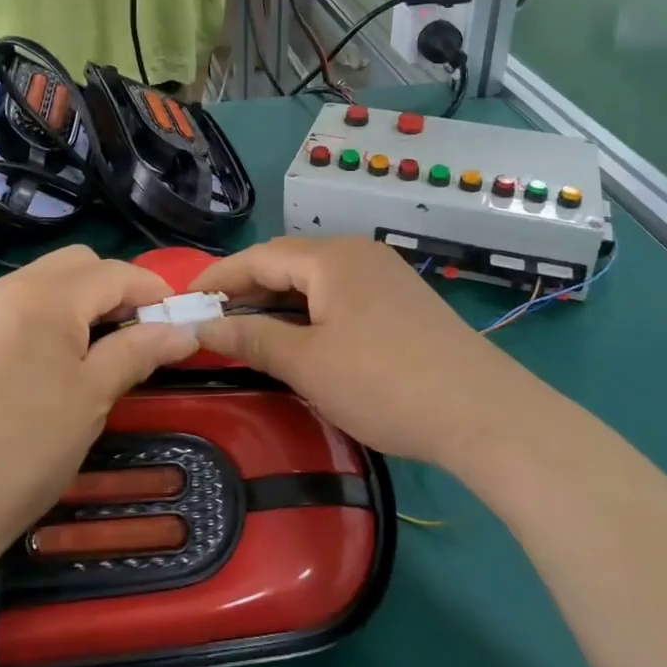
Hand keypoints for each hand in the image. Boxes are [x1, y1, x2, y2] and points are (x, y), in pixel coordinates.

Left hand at [0, 246, 196, 578]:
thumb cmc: (23, 450)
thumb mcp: (93, 398)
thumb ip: (139, 351)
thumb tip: (185, 331)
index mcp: (42, 297)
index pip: (113, 272)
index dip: (153, 291)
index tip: (180, 320)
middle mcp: (7, 288)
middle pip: (78, 264)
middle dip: (116, 289)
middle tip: (138, 333)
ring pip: (47, 282)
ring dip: (83, 302)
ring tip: (101, 350)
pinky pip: (19, 306)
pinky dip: (50, 317)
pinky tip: (57, 361)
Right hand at [194, 237, 537, 470]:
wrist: (483, 413)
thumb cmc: (384, 383)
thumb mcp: (307, 363)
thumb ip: (251, 338)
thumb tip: (202, 326)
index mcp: (331, 258)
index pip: (260, 257)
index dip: (218, 277)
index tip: (184, 300)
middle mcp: (359, 253)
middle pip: (289, 263)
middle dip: (247, 289)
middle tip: (211, 320)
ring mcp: (386, 275)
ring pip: (316, 281)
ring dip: (279, 302)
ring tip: (248, 330)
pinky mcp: (403, 300)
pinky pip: (342, 295)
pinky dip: (311, 312)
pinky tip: (302, 337)